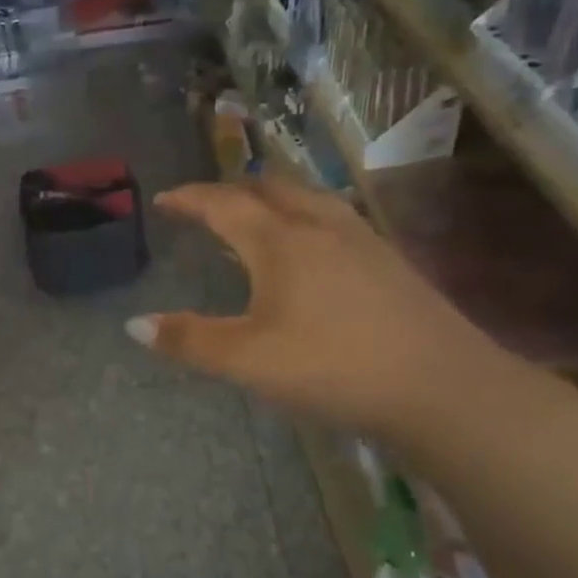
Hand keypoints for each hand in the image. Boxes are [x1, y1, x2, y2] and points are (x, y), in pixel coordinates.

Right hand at [127, 178, 512, 438]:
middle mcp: (321, 227)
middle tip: (205, 204)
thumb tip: (134, 324)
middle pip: (268, 189)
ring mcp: (362, 240)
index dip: (190, 198)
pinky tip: (309, 247)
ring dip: (270, 198)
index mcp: (281, 242)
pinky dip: (301, 216)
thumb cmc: (334, 367)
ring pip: (306, 198)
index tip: (165, 199)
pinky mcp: (389, 261)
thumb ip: (189, 340)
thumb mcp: (248, 360)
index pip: (224, 204)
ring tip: (253, 216)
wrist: (444, 388)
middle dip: (230, 190)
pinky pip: (332, 218)